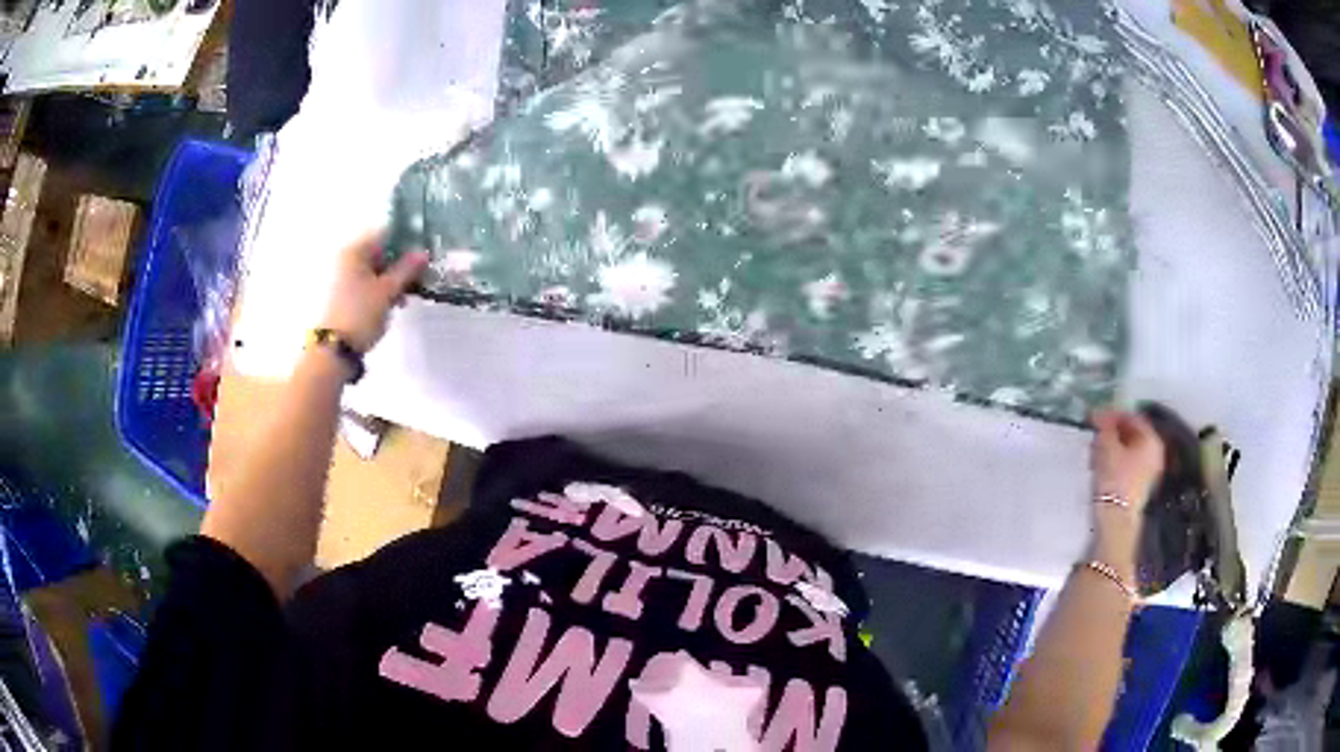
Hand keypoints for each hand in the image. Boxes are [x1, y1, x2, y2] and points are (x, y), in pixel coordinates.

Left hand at [319, 231, 428, 352]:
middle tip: (417, 279)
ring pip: (373, 269)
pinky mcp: (341, 294)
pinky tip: (390, 304)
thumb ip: (406, 270)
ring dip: (391, 279)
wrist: (333, 348)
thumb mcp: (388, 291)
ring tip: (404, 298)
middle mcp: (345, 257)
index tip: (423, 256)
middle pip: (379, 252)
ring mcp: (340, 276)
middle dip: (399, 264)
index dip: (406, 242)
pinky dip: (379, 289)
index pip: (386, 233)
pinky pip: (365, 283)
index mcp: (355, 249)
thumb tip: (423, 253)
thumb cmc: (361, 313)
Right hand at [1090, 409, 1164, 514]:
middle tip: (1094, 433)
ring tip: (1095, 451)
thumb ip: (1104, 425)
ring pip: (1129, 448)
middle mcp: (1155, 451)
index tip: (1095, 416)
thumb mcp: (1107, 447)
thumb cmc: (1115, 480)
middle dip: (1112, 431)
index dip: (1112, 414)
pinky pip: (1129, 463)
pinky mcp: (1141, 484)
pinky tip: (1102, 465)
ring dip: (1112, 446)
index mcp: (1152, 439)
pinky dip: (1116, 459)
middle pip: (1132, 432)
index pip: (1131, 416)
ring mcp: (1150, 469)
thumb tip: (1100, 412)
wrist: (1117, 521)